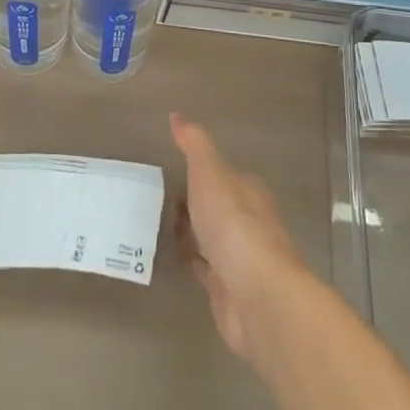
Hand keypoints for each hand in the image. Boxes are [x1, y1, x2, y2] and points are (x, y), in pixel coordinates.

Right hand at [171, 113, 304, 359]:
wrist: (256, 294)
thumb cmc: (234, 223)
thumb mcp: (210, 172)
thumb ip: (194, 145)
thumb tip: (176, 115)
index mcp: (248, 191)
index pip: (224, 175)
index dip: (200, 173)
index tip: (171, 172)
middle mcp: (248, 221)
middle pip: (217, 207)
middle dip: (192, 203)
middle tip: (155, 199)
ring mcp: (238, 257)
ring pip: (209, 237)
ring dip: (189, 232)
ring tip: (153, 225)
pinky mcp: (227, 288)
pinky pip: (203, 267)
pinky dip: (188, 260)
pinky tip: (166, 256)